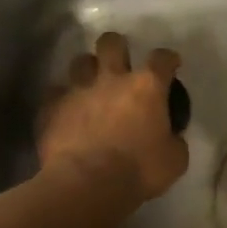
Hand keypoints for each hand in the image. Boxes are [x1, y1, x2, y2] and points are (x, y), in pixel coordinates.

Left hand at [38, 32, 188, 204]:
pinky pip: (54, 92)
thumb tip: (171, 137)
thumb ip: (174, 141)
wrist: (87, 184)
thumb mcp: (175, 160)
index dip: (168, 59)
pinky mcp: (51, 107)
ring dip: (87, 70)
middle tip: (120, 62)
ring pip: (80, 61)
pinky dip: (61, 99)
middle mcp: (111, 79)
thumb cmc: (139, 171)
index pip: (162, 59)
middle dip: (117, 47)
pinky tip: (65, 111)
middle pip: (111, 43)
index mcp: (146, 87)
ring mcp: (78, 90)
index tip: (171, 64)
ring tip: (90, 85)